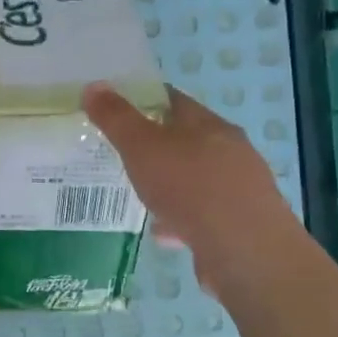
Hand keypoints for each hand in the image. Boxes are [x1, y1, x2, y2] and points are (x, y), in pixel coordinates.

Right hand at [82, 82, 294, 300]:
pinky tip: (163, 232)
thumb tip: (94, 86)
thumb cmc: (190, 187)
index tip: (116, 110)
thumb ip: (116, 118)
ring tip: (141, 197)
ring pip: (195, 179)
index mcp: (207, 124)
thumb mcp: (141, 147)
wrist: (244, 250)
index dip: (144, 100)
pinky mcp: (240, 222)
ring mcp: (239, 187)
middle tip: (124, 155)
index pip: (173, 100)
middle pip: (187, 139)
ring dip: (170, 185)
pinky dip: (181, 218)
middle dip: (156, 147)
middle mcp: (230, 150)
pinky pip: (202, 213)